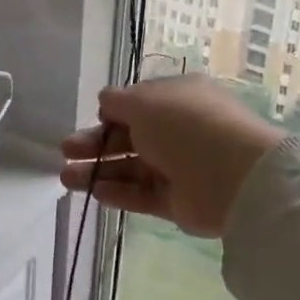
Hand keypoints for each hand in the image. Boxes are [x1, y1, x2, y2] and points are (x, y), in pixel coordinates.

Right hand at [59, 74, 285, 237]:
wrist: (234, 176)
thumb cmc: (185, 126)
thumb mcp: (144, 101)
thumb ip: (117, 101)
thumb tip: (105, 103)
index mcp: (178, 98)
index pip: (139, 104)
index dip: (113, 112)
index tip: (93, 118)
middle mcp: (179, 130)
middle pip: (130, 137)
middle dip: (96, 143)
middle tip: (66, 150)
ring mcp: (179, 167)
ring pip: (131, 168)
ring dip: (98, 170)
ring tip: (66, 177)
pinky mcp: (178, 201)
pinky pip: (143, 194)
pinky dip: (118, 193)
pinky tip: (94, 192)